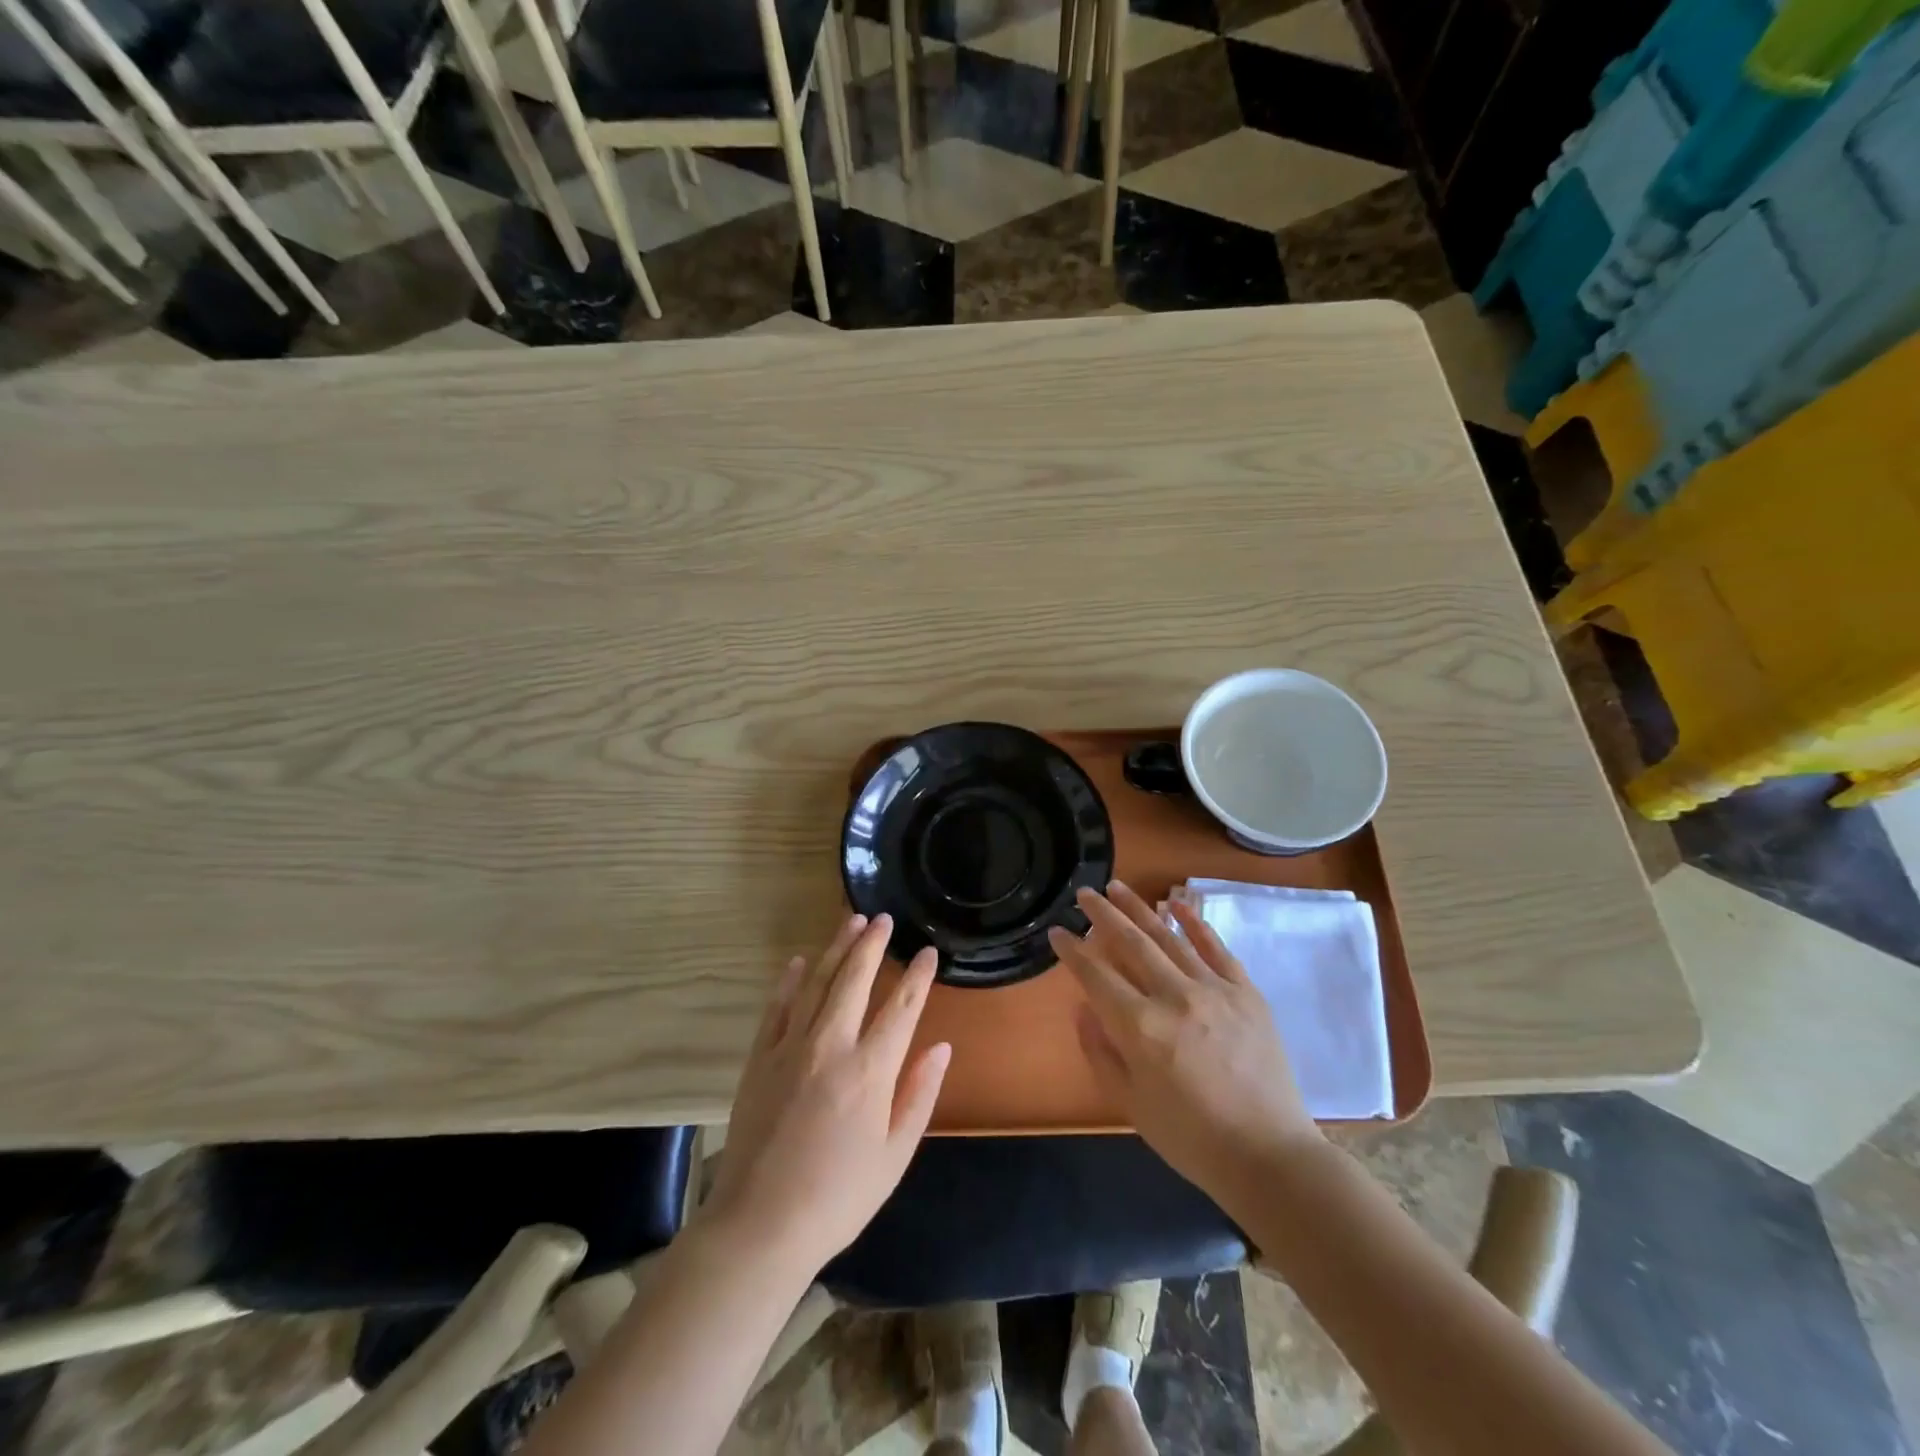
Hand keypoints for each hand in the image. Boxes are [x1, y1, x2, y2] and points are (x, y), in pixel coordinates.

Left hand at [703, 913, 950, 1274]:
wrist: (759, 1226)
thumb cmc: (838, 1197)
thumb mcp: (894, 1156)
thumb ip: (919, 1095)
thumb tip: (941, 1047)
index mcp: (870, 1071)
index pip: (901, 1008)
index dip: (917, 976)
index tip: (928, 952)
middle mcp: (831, 1046)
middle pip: (854, 980)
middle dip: (872, 944)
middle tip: (883, 917)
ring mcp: (790, 1048)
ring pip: (816, 983)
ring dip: (835, 949)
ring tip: (850, 920)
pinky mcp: (759, 1059)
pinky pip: (776, 1008)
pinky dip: (788, 981)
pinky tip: (796, 962)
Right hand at [1047, 881, 1321, 1202]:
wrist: (1269, 1156)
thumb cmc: (1192, 1138)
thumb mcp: (1131, 1104)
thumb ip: (1101, 1052)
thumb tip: (1082, 1007)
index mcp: (1141, 1027)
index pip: (1096, 976)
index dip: (1072, 951)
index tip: (1057, 931)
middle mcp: (1174, 996)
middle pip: (1130, 943)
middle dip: (1101, 915)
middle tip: (1083, 893)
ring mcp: (1214, 989)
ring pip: (1168, 936)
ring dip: (1139, 907)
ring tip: (1117, 886)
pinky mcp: (1245, 991)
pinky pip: (1215, 947)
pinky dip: (1193, 922)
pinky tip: (1175, 902)